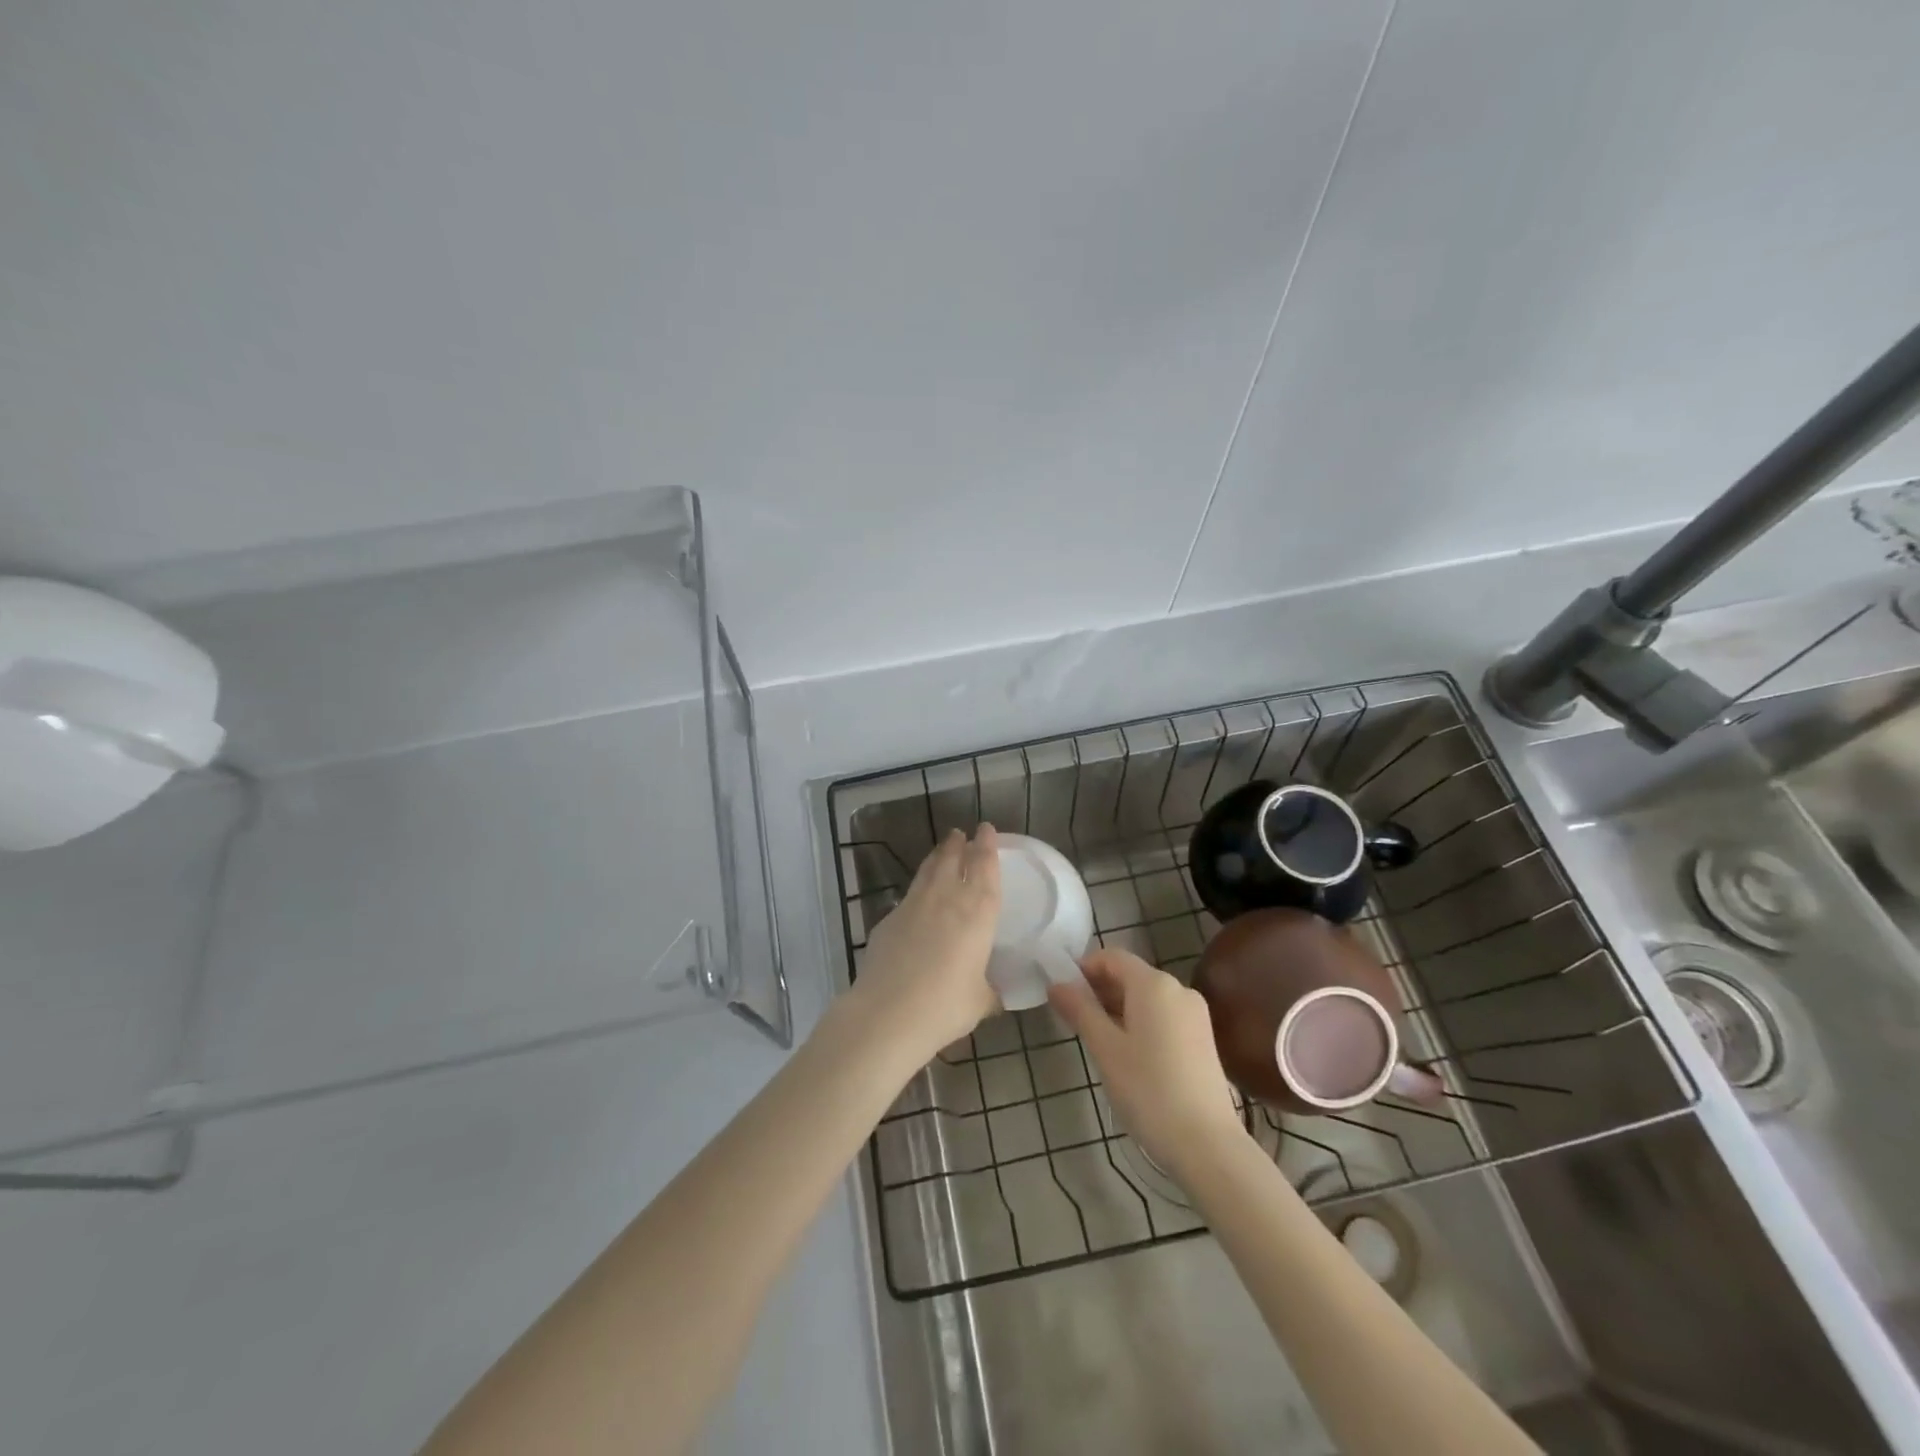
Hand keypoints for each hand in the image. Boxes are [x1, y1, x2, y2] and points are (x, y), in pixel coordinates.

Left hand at [849, 825, 1001, 1064]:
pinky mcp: (888, 919)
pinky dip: (918, 888)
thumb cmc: (945, 1005)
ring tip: (943, 848)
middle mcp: (946, 899)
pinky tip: (918, 898)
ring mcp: (913, 905)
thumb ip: (989, 992)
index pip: (985, 868)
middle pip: (953, 860)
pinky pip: (908, 895)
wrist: (888, 1012)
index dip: (987, 846)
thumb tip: (994, 996)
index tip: (987, 829)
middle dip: (959, 844)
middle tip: (962, 833)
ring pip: (928, 870)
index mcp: (977, 913)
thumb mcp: (979, 1002)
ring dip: (938, 856)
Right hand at [1048, 948, 1244, 1177]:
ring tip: (1097, 1039)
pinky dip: (1140, 1023)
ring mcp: (1195, 1014)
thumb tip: (1056, 984)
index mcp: (1154, 984)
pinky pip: (1163, 1016)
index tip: (1063, 994)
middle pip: (1131, 975)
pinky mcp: (1203, 1038)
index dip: (1084, 968)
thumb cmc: (1148, 1090)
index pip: (1112, 957)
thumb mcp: (1105, 1049)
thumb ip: (1080, 1010)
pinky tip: (1128, 1054)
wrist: (1207, 1145)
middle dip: (1100, 990)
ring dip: (1118, 1008)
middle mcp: (1178, 989)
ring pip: (1147, 998)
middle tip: (1074, 1019)